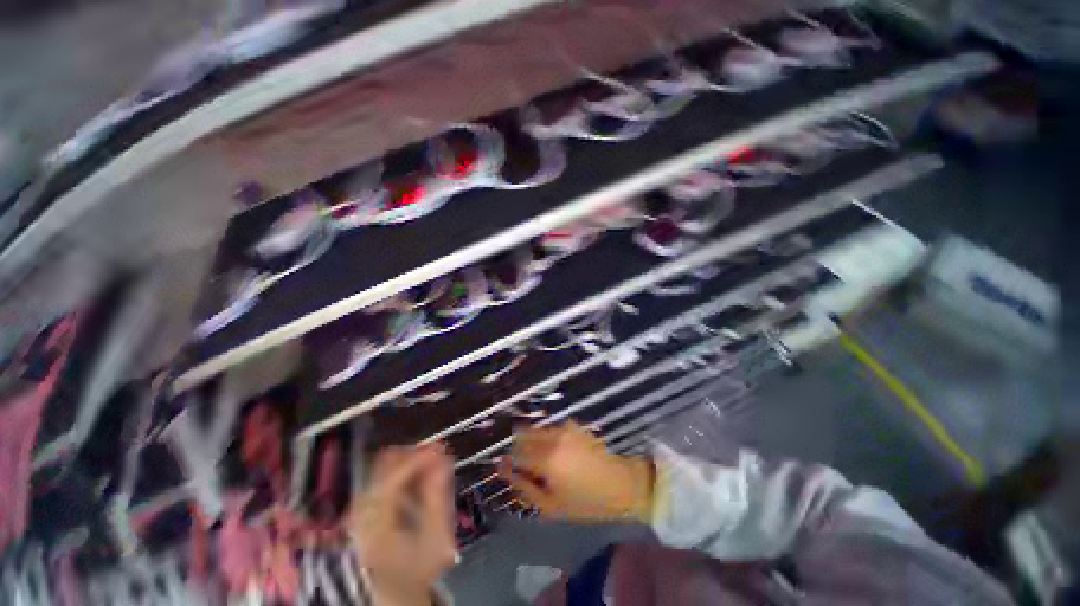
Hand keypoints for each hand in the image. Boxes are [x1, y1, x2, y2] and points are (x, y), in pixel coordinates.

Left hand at [348, 444, 456, 605]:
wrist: (398, 590)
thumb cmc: (420, 567)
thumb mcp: (436, 539)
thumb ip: (439, 499)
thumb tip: (444, 462)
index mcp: (378, 529)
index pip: (392, 483)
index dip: (416, 461)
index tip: (439, 448)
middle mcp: (362, 517)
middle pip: (381, 472)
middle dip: (412, 456)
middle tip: (438, 450)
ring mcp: (360, 512)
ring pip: (381, 472)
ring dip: (408, 461)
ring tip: (432, 459)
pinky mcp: (364, 509)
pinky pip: (382, 478)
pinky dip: (402, 470)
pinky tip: (419, 471)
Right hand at [499, 422, 653, 521]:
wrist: (622, 484)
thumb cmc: (586, 502)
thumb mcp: (551, 505)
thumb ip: (524, 486)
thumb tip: (503, 469)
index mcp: (546, 458)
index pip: (515, 452)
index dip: (509, 461)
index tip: (508, 469)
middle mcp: (553, 436)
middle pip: (523, 434)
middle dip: (520, 448)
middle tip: (527, 466)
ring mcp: (564, 427)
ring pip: (536, 429)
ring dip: (533, 441)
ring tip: (544, 461)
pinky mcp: (573, 424)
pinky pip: (551, 428)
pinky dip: (547, 438)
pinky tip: (558, 453)